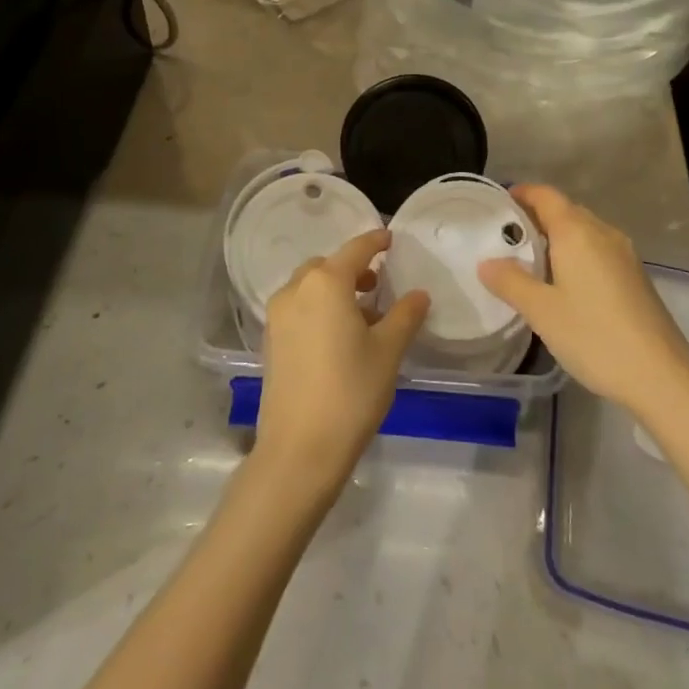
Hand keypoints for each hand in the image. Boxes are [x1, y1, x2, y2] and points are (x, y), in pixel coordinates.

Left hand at [254, 229, 429, 495]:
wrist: (299, 450)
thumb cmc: (351, 391)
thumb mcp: (388, 351)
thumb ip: (405, 315)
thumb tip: (418, 294)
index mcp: (326, 283)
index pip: (356, 249)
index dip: (375, 241)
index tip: (390, 239)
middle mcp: (296, 290)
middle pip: (328, 266)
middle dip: (352, 269)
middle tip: (377, 285)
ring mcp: (277, 316)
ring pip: (310, 287)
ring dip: (335, 290)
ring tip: (363, 317)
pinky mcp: (270, 341)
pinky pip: (298, 309)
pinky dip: (318, 309)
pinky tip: (338, 337)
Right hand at [478, 185, 688, 413]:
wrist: (661, 374)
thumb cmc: (594, 336)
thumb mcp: (542, 312)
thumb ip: (511, 282)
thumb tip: (486, 262)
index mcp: (577, 231)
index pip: (545, 195)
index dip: (522, 193)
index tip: (498, 205)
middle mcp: (603, 232)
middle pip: (565, 210)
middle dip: (536, 217)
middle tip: (507, 238)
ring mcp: (624, 253)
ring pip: (584, 231)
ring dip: (557, 237)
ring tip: (530, 262)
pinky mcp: (635, 275)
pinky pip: (598, 249)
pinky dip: (576, 254)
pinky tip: (564, 284)